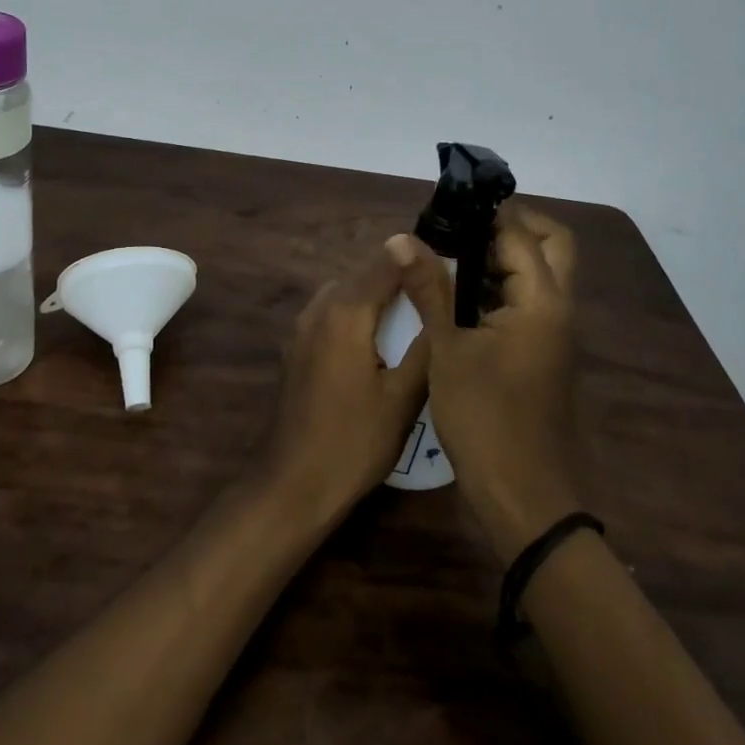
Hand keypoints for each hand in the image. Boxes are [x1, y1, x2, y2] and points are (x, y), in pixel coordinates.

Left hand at [257, 240, 431, 521]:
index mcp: (345, 310)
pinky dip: (357, 316)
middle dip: (400, 279)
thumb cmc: (354, 441)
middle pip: (365, 275)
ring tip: (414, 321)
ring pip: (347, 294)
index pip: (387, 262)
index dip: (420, 260)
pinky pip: (332, 314)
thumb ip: (426, 340)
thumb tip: (443, 296)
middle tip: (438, 299)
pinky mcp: (296, 347)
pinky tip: (379, 345)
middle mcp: (318, 307)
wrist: (292, 484)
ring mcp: (301, 327)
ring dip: (377, 299)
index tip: (452, 269)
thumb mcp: (404, 396)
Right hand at [390, 207, 583, 562]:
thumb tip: (402, 238)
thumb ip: (428, 289)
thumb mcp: (447, 351)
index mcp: (541, 302)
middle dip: (512, 226)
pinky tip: (460, 296)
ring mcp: (555, 334)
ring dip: (506, 256)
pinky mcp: (545, 354)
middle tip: (462, 227)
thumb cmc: (485, 421)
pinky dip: (504, 286)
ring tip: (451, 254)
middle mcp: (559, 309)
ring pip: (543, 274)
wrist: (527, 500)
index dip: (487, 213)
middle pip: (552, 244)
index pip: (521, 234)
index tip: (447, 206)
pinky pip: (532, 301)